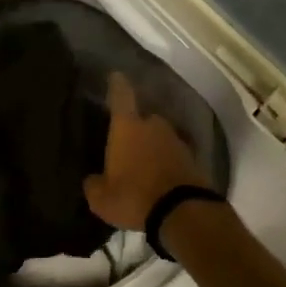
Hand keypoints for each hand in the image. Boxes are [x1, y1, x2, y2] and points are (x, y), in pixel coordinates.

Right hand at [84, 73, 210, 231]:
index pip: (121, 96)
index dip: (117, 85)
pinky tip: (160, 177)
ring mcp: (176, 140)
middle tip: (127, 141)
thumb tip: (93, 179)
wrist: (183, 212)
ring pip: (160, 136)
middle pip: (144, 118)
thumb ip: (94, 184)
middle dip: (136, 126)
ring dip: (153, 146)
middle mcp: (153, 126)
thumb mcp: (101, 198)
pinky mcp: (193, 158)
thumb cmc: (134, 196)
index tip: (115, 75)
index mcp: (127, 127)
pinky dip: (167, 162)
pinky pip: (174, 155)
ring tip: (144, 164)